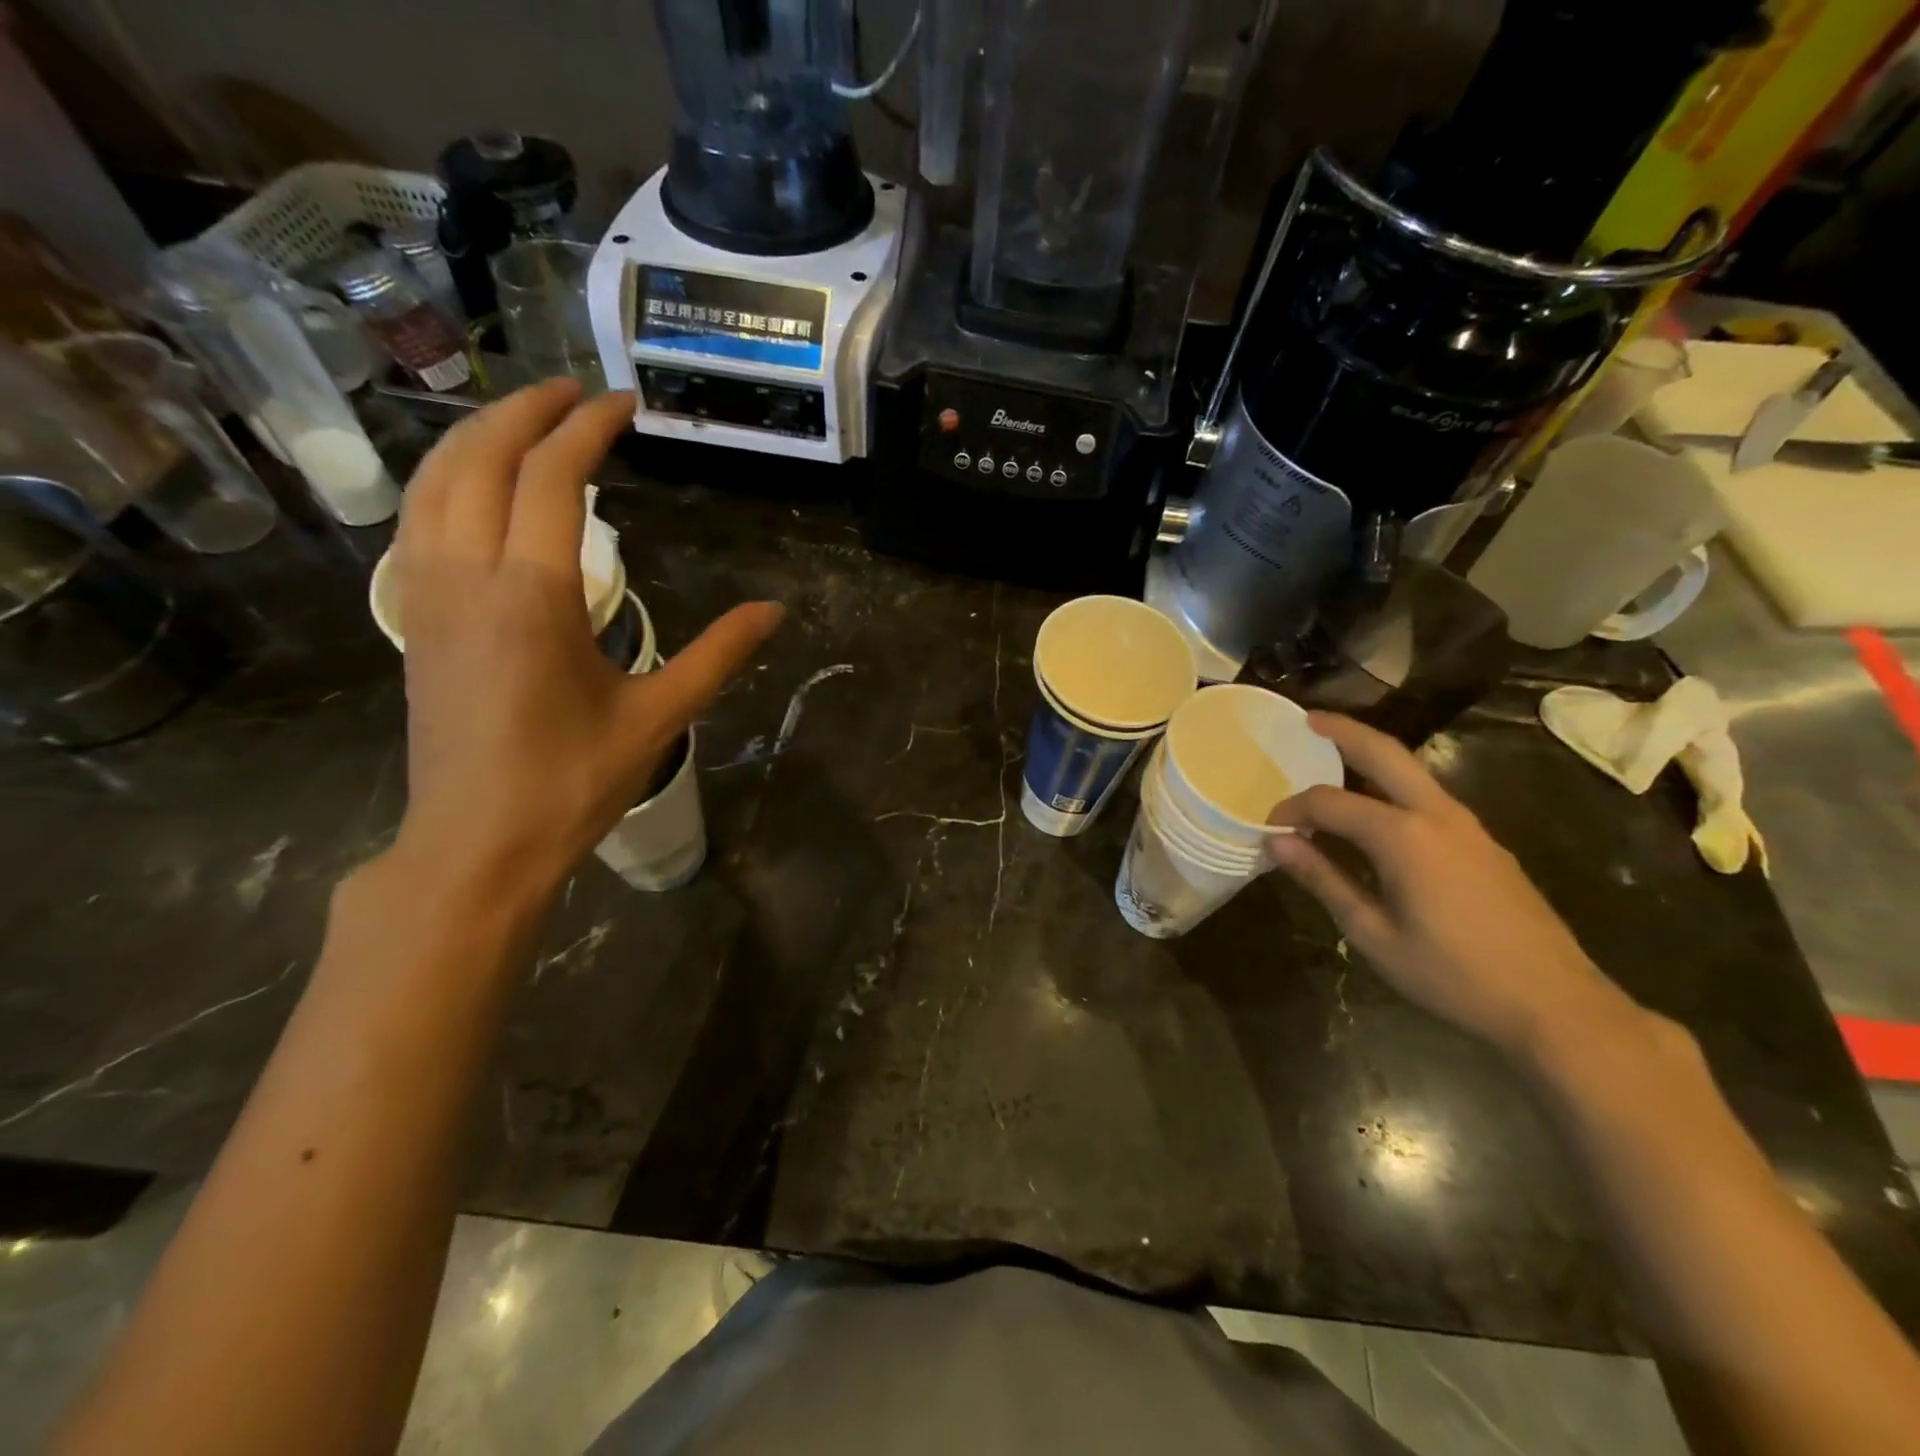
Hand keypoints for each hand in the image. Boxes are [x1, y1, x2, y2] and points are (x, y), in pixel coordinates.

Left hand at [390, 381, 782, 900]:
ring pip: (434, 481)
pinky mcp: (411, 616)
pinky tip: (479, 486)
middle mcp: (465, 575)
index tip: (624, 404)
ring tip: (527, 419)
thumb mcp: (658, 716)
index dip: (588, 429)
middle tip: (575, 391)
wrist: (477, 842)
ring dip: (478, 435)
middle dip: (526, 411)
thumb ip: (718, 654)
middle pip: (480, 458)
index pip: (552, 478)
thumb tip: (773, 610)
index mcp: (531, 595)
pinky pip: (419, 518)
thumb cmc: (573, 782)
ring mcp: (424, 594)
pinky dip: (448, 477)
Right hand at [1267, 713, 1628, 1056]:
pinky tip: (1378, 810)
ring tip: (1335, 756)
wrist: (1557, 1005)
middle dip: (1343, 731)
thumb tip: (1276, 842)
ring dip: (1372, 755)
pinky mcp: (1485, 844)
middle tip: (1308, 719)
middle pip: (1384, 753)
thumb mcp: (1373, 935)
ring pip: (1412, 770)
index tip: (1268, 827)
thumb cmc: (1453, 975)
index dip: (1292, 809)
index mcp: (1404, 836)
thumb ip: (1323, 880)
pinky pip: (1429, 796)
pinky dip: (1394, 785)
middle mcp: (1437, 815)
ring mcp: (1469, 826)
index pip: (1329, 802)